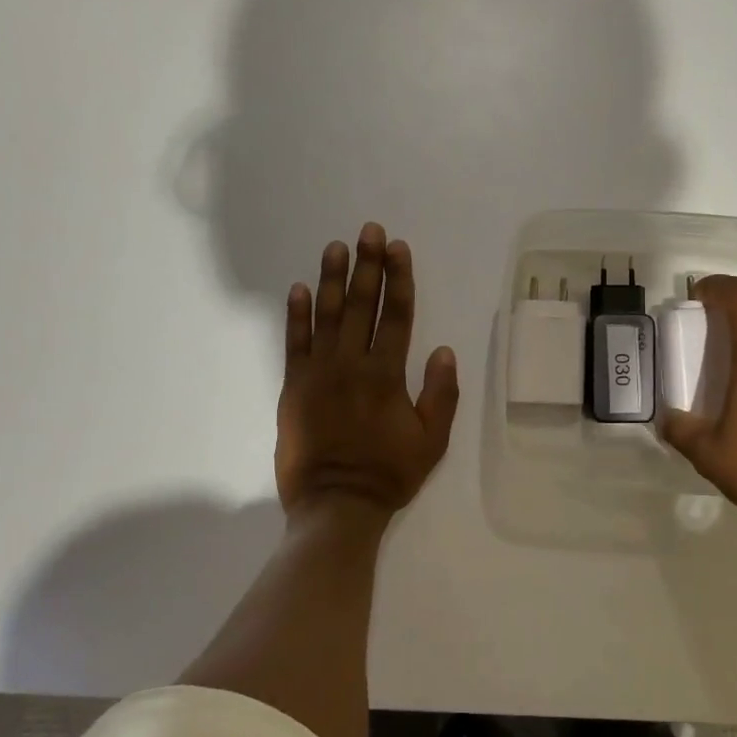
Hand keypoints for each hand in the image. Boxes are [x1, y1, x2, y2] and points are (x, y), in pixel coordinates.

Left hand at [275, 223, 459, 520]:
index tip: (398, 248)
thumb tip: (443, 350)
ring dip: (332, 279)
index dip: (399, 278)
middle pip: (362, 305)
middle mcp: (352, 364)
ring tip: (336, 247)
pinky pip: (294, 343)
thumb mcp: (432, 441)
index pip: (397, 315)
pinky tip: (299, 289)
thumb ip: (441, 394)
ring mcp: (318, 373)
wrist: (335, 505)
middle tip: (369, 231)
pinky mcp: (293, 386)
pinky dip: (296, 315)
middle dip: (367, 265)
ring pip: (327, 316)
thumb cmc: (389, 474)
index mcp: (387, 375)